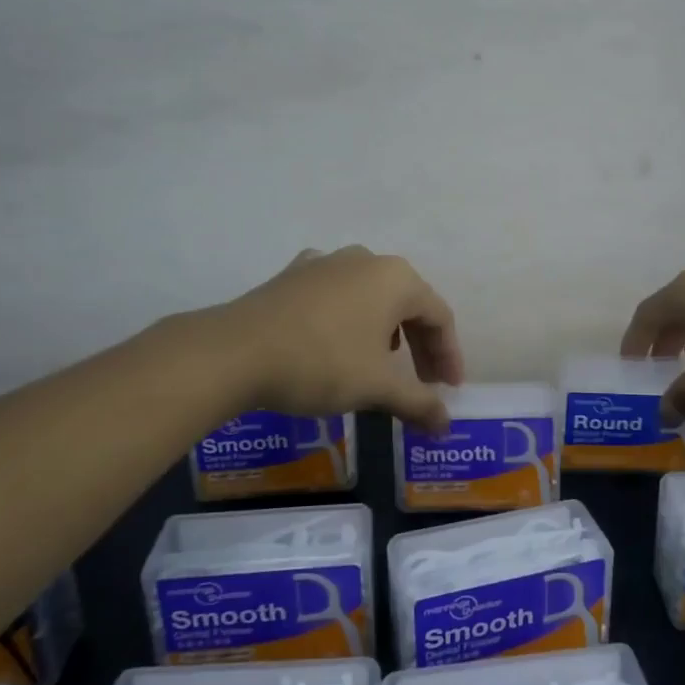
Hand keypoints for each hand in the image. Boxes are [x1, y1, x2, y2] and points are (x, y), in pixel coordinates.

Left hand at [215, 246, 464, 432]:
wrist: (234, 352)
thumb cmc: (321, 363)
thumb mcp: (377, 387)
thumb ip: (418, 403)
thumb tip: (445, 424)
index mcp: (396, 278)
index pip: (438, 317)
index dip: (449, 355)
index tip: (449, 390)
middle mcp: (365, 260)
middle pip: (407, 304)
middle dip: (420, 345)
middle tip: (424, 383)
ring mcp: (326, 262)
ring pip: (370, 297)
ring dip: (385, 331)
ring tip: (382, 363)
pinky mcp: (293, 275)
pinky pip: (335, 295)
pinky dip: (348, 319)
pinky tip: (337, 340)